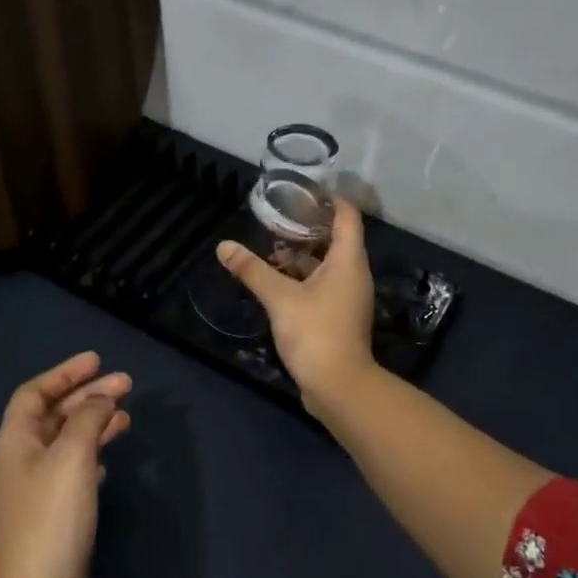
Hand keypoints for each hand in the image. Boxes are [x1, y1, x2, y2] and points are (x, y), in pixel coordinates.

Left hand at [0, 352, 131, 577]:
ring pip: (67, 441)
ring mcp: (36, 491)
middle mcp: (21, 461)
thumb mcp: (72, 457)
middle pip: (53, 414)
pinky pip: (74, 469)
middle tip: (126, 384)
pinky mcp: (54, 516)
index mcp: (15, 442)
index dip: (64, 373)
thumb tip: (101, 398)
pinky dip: (93, 454)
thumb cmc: (51, 519)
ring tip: (127, 415)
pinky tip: (110, 456)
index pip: (34, 392)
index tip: (97, 361)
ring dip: (94, 423)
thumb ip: (88, 418)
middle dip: (87, 395)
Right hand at [218, 198, 374, 408]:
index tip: (303, 192)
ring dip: (303, 255)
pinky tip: (278, 280)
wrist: (338, 385)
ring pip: (328, 265)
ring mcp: (349, 297)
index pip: (347, 216)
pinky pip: (324, 285)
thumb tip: (223, 246)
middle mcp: (354, 274)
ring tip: (272, 246)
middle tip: (279, 217)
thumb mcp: (279, 298)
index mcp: (348, 261)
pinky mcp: (339, 316)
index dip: (329, 200)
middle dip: (309, 227)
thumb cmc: (314, 332)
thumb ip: (252, 270)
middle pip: (337, 239)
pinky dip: (304, 277)